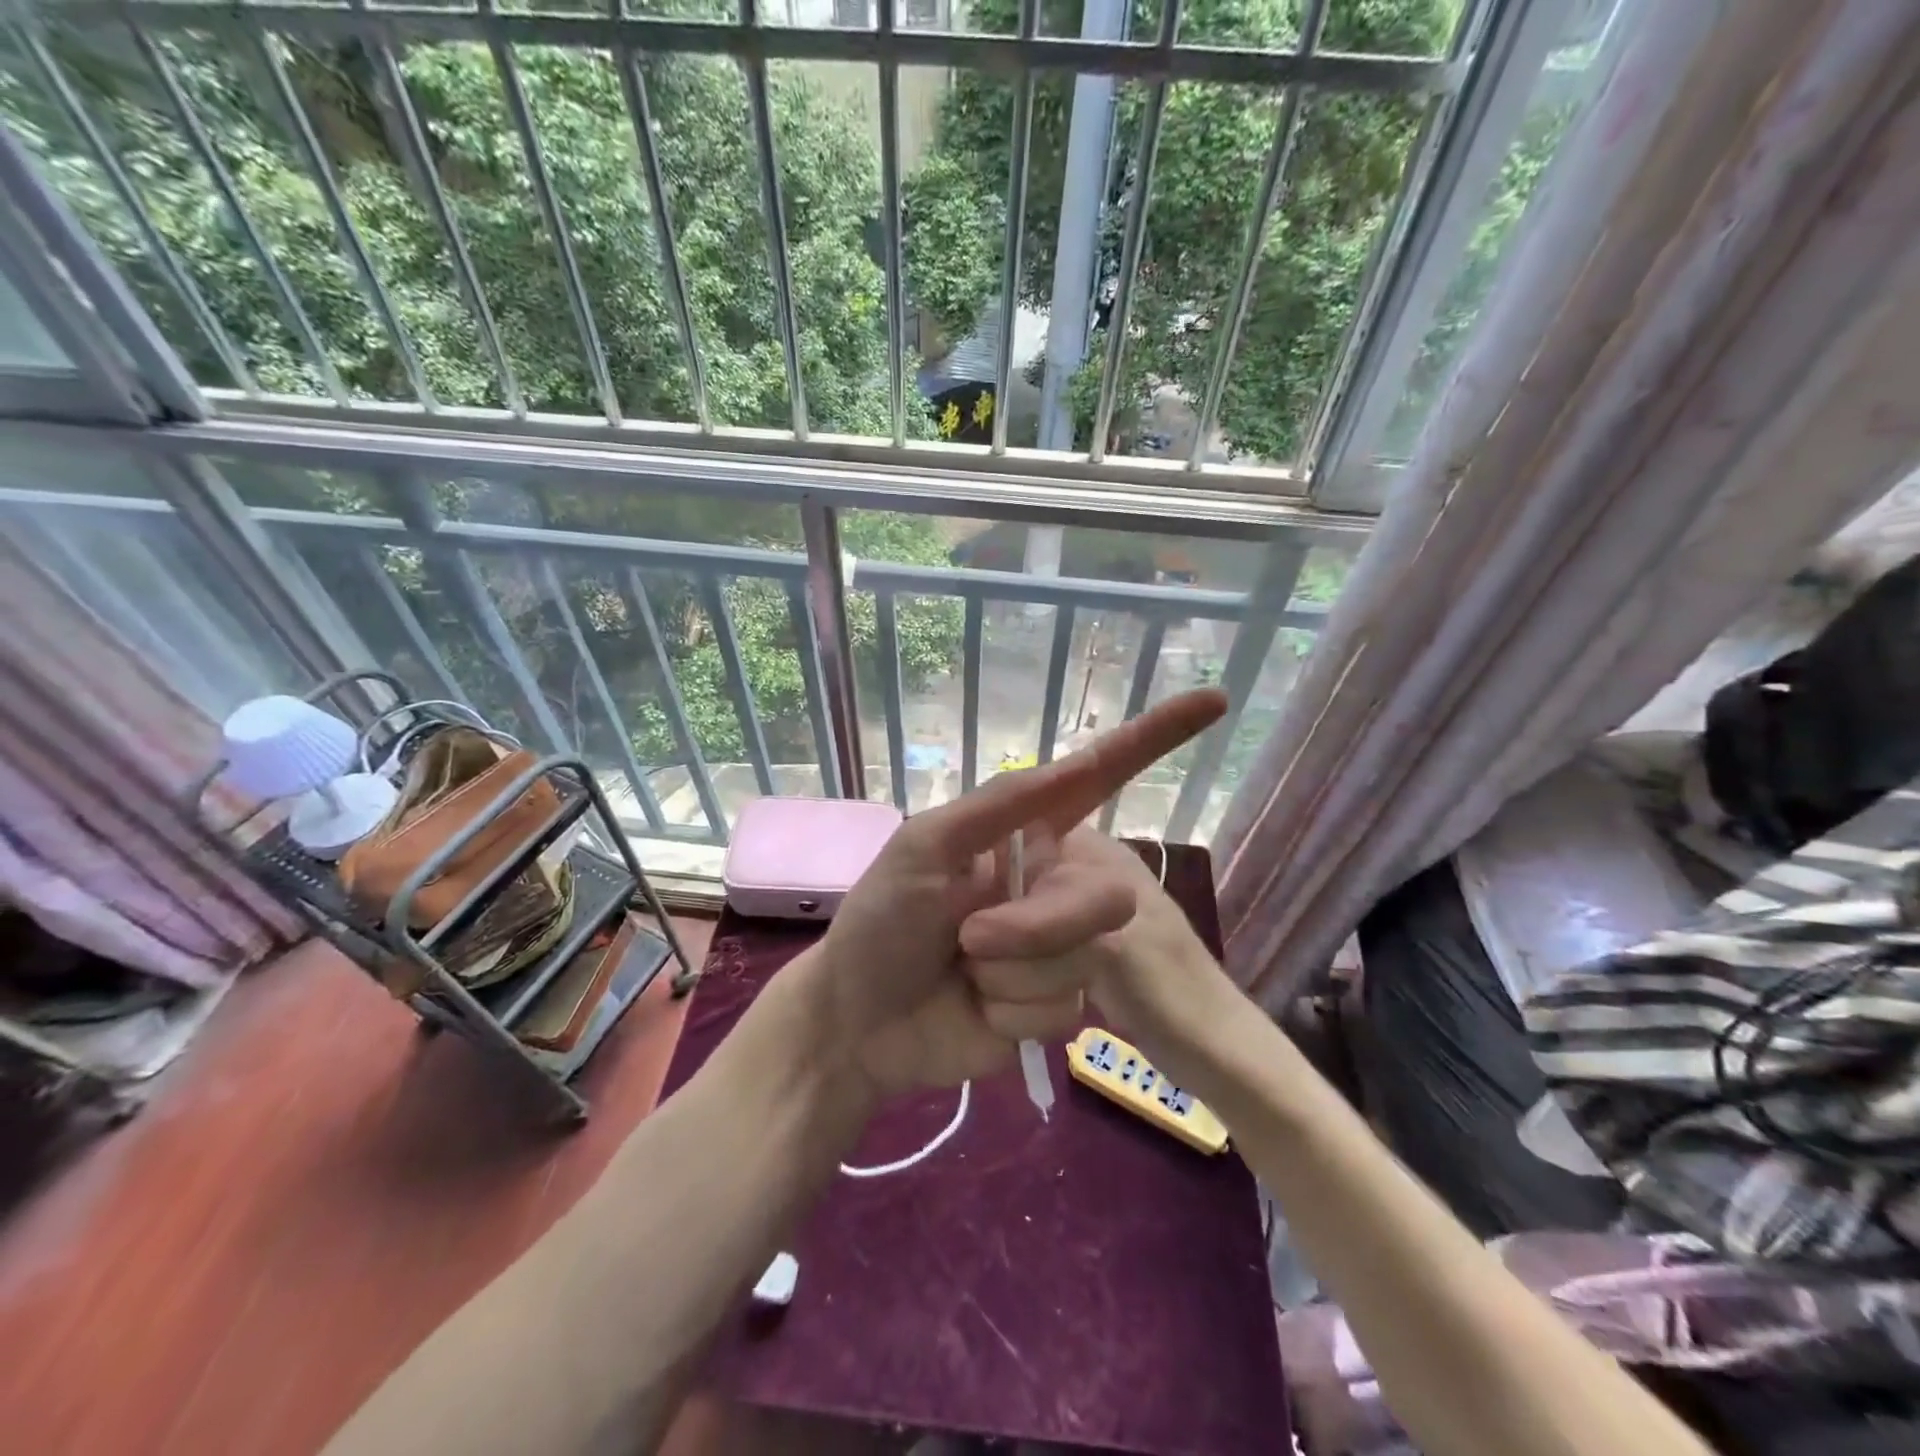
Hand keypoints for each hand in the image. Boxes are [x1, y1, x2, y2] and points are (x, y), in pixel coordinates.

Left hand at [800, 689, 1226, 1098]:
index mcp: (1022, 837)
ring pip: (1083, 960)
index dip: (1153, 740)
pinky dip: (1010, 1014)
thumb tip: (1073, 762)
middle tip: (967, 938)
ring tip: (962, 973)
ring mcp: (1056, 949)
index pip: (1096, 781)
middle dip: (1035, 927)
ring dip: (1009, 973)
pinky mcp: (1052, 1008)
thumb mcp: (926, 848)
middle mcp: (1049, 885)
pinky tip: (975, 1011)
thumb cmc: (882, 922)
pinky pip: (1063, 1010)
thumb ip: (1000, 807)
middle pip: (1103, 897)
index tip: (1212, 703)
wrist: (860, 1023)